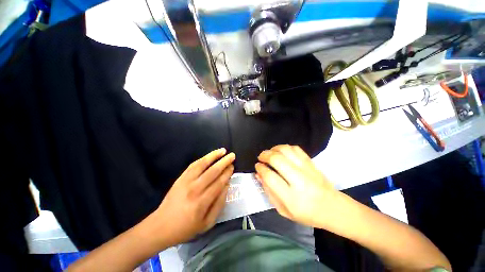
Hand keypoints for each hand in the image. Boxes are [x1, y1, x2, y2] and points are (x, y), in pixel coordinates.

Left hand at [150, 148, 234, 246]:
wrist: (161, 227)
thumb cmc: (186, 228)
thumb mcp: (207, 223)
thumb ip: (219, 204)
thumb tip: (227, 186)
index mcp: (202, 202)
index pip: (219, 182)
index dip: (227, 173)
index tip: (233, 167)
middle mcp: (195, 189)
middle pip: (213, 171)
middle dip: (224, 162)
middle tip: (232, 156)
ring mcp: (186, 182)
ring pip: (203, 164)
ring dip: (214, 156)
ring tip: (223, 150)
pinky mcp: (180, 178)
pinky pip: (193, 165)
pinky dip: (203, 159)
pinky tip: (209, 156)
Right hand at [255, 145, 336, 227]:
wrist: (332, 208)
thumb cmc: (306, 213)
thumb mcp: (283, 210)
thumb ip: (268, 191)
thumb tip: (258, 174)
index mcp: (291, 198)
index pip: (270, 177)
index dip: (261, 169)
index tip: (257, 166)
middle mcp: (299, 181)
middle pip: (277, 160)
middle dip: (265, 155)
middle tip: (261, 157)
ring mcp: (307, 170)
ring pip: (286, 151)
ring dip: (274, 149)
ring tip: (270, 153)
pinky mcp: (312, 163)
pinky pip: (296, 149)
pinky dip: (285, 147)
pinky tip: (281, 152)